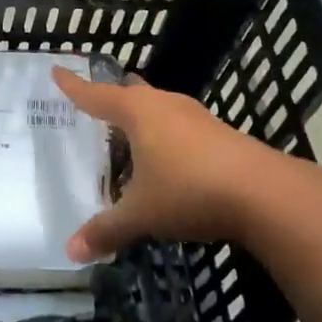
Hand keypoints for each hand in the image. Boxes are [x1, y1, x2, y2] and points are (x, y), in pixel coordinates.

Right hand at [53, 66, 319, 260]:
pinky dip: (165, 134)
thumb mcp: (142, 214)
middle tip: (95, 101)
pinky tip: (167, 156)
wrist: (264, 193)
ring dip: (143, 116)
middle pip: (132, 93)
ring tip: (128, 129)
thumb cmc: (189, 191)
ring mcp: (197, 117)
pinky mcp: (220, 134)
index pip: (96, 95)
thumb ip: (107, 230)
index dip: (74, 86)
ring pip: (160, 107)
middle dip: (113, 96)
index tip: (57, 70)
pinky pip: (180, 126)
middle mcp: (166, 105)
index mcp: (138, 113)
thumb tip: (70, 251)